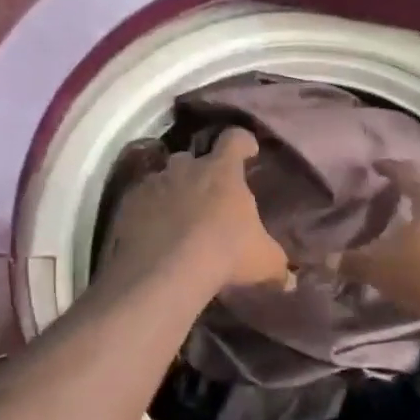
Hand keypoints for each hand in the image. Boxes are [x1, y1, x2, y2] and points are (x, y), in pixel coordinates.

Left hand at [101, 128, 288, 293]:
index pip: (234, 139)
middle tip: (207, 194)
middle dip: (199, 171)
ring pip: (164, 178)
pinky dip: (147, 212)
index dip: (242, 143)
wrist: (166, 271)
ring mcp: (153, 184)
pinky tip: (152, 235)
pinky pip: (140, 201)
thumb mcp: (264, 262)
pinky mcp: (128, 204)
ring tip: (176, 217)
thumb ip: (278, 266)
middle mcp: (186, 168)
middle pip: (193, 157)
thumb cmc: (225, 253)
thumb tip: (291, 280)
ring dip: (171, 191)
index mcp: (222, 171)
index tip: (247, 151)